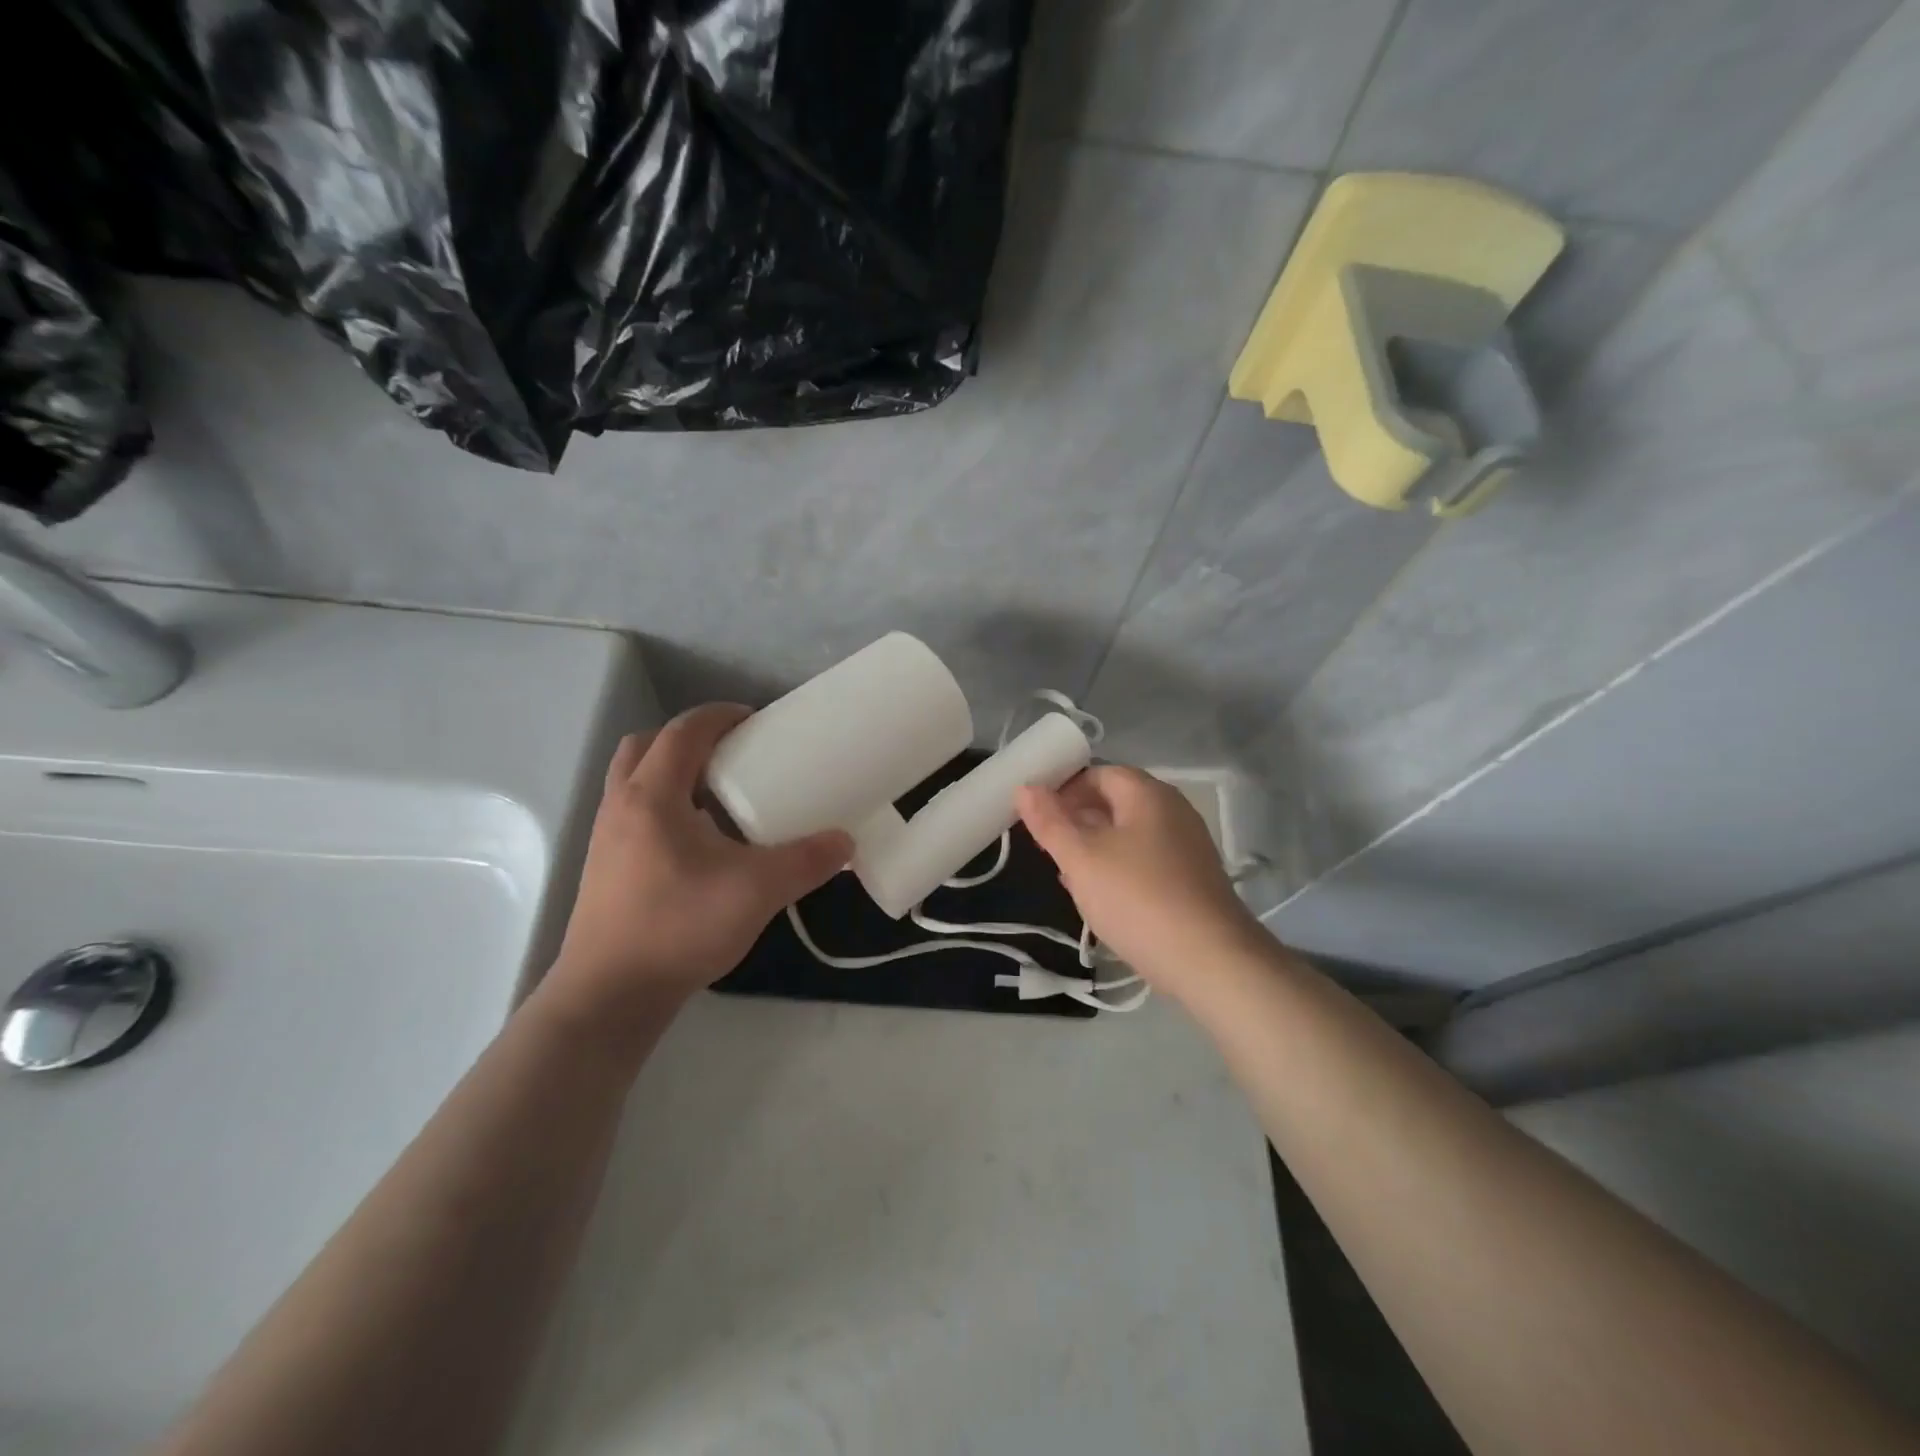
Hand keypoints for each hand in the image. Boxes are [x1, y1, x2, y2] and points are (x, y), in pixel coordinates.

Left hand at [545, 705, 850, 1033]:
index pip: (683, 732)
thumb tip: (846, 842)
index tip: (756, 720)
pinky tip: (699, 842)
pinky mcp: (606, 867)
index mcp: (652, 796)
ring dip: (673, 772)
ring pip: (635, 780)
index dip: (720, 716)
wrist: (609, 995)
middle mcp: (622, 806)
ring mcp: (607, 838)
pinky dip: (664, 806)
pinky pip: (634, 813)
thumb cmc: (678, 928)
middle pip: (646, 746)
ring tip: (717, 795)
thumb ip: (806, 861)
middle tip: (731, 754)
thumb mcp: (756, 891)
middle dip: (689, 739)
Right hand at [1017, 766, 1264, 996]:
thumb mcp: (1081, 859)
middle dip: (1076, 820)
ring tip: (1066, 874)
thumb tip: (1025, 787)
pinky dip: (1118, 869)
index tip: (1036, 816)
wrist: (1210, 961)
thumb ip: (1050, 821)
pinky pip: (1145, 860)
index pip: (1099, 774)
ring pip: (1128, 834)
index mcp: (1148, 794)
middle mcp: (1173, 811)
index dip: (1064, 789)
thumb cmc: (1137, 898)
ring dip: (1094, 847)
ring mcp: (1186, 845)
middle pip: (1115, 802)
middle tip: (1046, 847)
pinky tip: (1100, 897)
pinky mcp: (1192, 879)